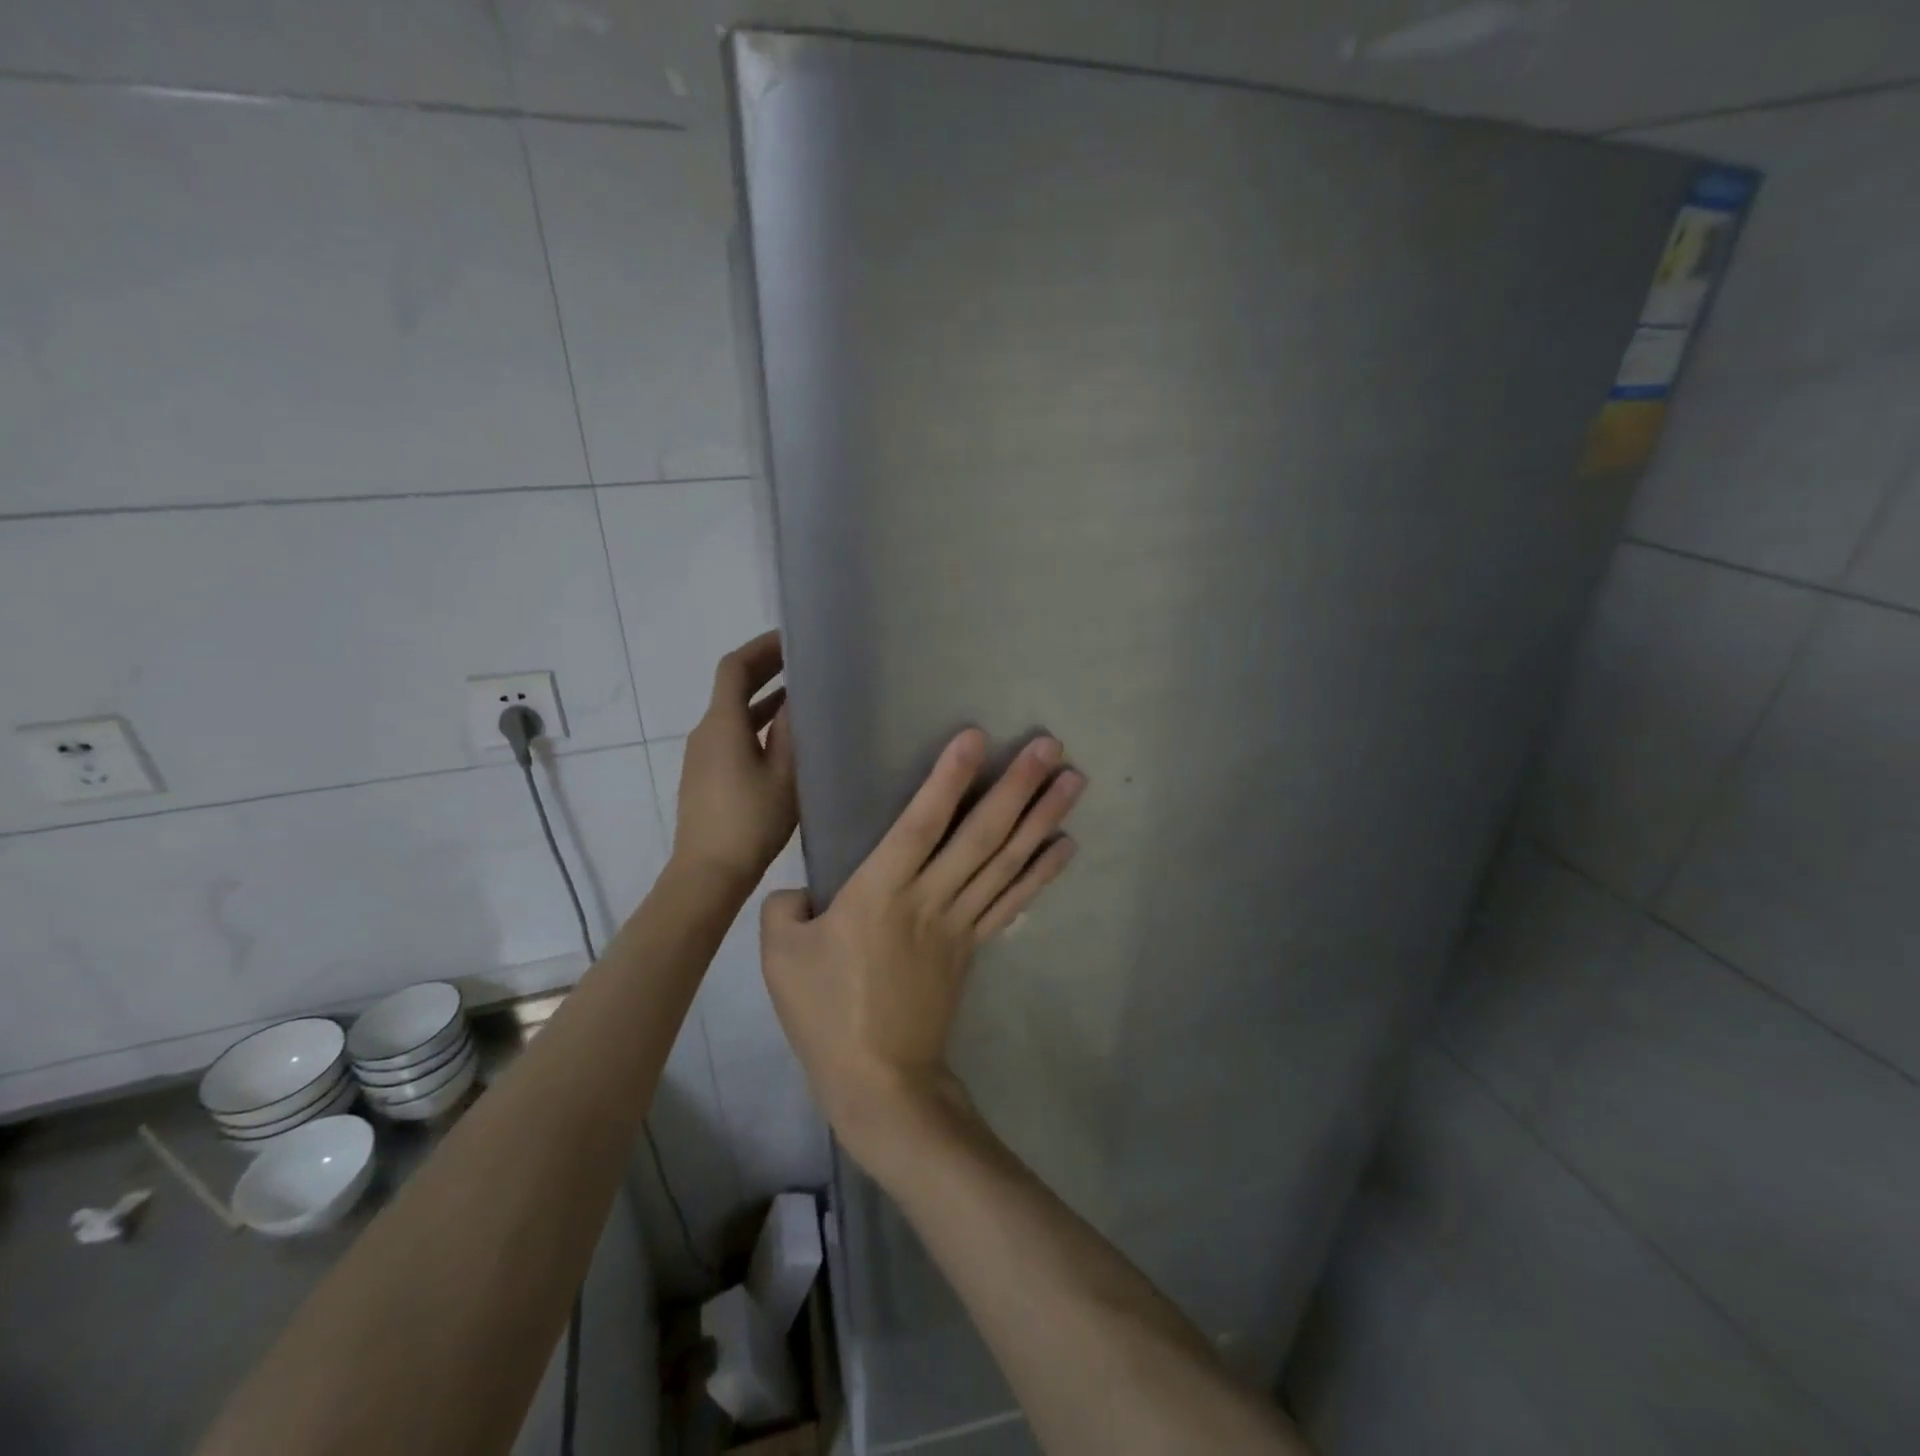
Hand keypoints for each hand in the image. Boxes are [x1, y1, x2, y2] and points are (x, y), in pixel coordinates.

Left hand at [672, 631, 797, 889]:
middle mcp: (705, 732)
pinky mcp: (704, 776)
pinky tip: (783, 738)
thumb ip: (791, 730)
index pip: (734, 668)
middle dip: (765, 669)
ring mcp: (701, 756)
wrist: (708, 874)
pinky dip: (755, 723)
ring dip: (763, 699)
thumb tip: (798, 695)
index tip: (791, 639)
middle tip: (802, 662)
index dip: (761, 648)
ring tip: (801, 695)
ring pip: (733, 713)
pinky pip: (731, 735)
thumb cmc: (751, 821)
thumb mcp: (784, 774)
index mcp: (722, 724)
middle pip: (731, 687)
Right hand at [760, 729, 1084, 1163]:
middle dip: (1018, 786)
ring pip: (1007, 861)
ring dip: (1043, 818)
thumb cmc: (825, 1014)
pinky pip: (1012, 900)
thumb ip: (786, 908)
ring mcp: (960, 923)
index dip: (949, 778)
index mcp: (880, 892)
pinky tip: (1066, 844)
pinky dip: (1042, 871)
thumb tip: (806, 892)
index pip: (920, 823)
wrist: (879, 1081)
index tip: (978, 737)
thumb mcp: (780, 956)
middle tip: (1052, 745)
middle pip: (981, 834)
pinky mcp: (974, 946)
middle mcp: (930, 898)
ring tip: (1074, 781)